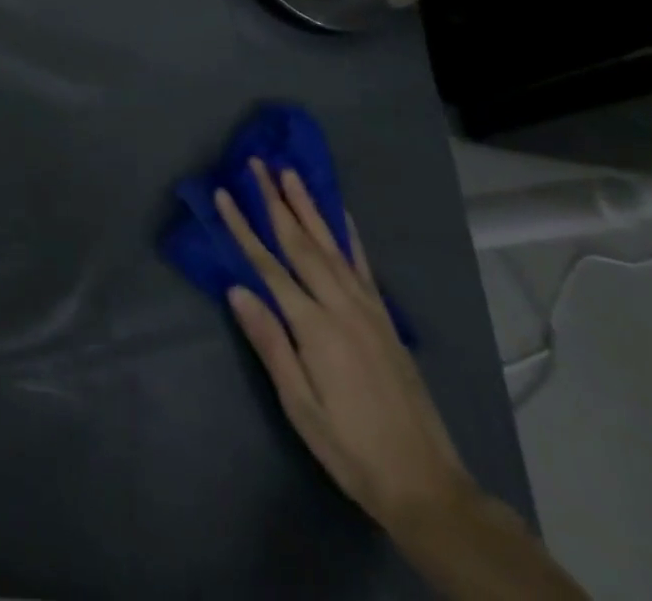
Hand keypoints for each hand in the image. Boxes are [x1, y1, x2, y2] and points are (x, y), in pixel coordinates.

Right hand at [215, 159, 472, 533]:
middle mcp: (342, 308)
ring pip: (331, 245)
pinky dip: (349, 234)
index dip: (243, 227)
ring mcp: (368, 310)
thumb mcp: (300, 406)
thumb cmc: (350, 449)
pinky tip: (339, 214)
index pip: (268, 265)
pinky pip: (363, 265)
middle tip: (257, 164)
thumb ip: (270, 344)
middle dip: (275, 201)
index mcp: (315, 328)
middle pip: (300, 243)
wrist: (428, 487)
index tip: (224, 193)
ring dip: (308, 206)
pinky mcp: (385, 319)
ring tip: (290, 173)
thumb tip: (236, 290)